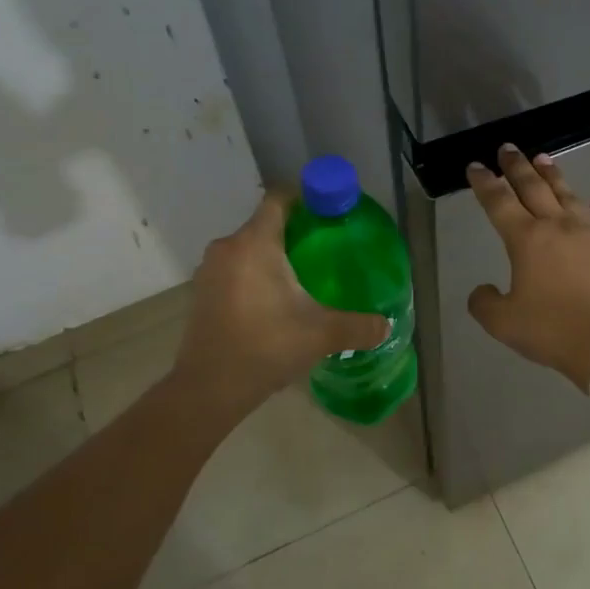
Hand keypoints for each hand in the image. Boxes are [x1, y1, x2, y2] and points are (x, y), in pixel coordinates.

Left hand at [173, 191, 388, 415]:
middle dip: (296, 232)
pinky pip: (236, 269)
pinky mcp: (203, 292)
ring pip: (249, 248)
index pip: (279, 199)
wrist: (207, 389)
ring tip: (305, 276)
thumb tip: (386, 326)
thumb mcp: (321, 334)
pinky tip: (276, 301)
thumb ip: (359, 326)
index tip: (330, 213)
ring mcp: (210, 270)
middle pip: (266, 224)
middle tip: (327, 249)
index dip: (305, 199)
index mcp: (255, 244)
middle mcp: (228, 248)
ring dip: (274, 256)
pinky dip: (256, 275)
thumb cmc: (265, 347)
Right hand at [466, 145, 589, 389]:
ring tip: (543, 159)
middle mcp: (557, 227)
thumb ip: (484, 303)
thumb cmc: (550, 330)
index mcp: (525, 239)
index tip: (476, 166)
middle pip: (533, 188)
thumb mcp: (502, 323)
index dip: (484, 183)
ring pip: (568, 196)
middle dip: (517, 167)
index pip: (498, 202)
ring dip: (554, 176)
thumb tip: (482, 290)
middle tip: (507, 148)